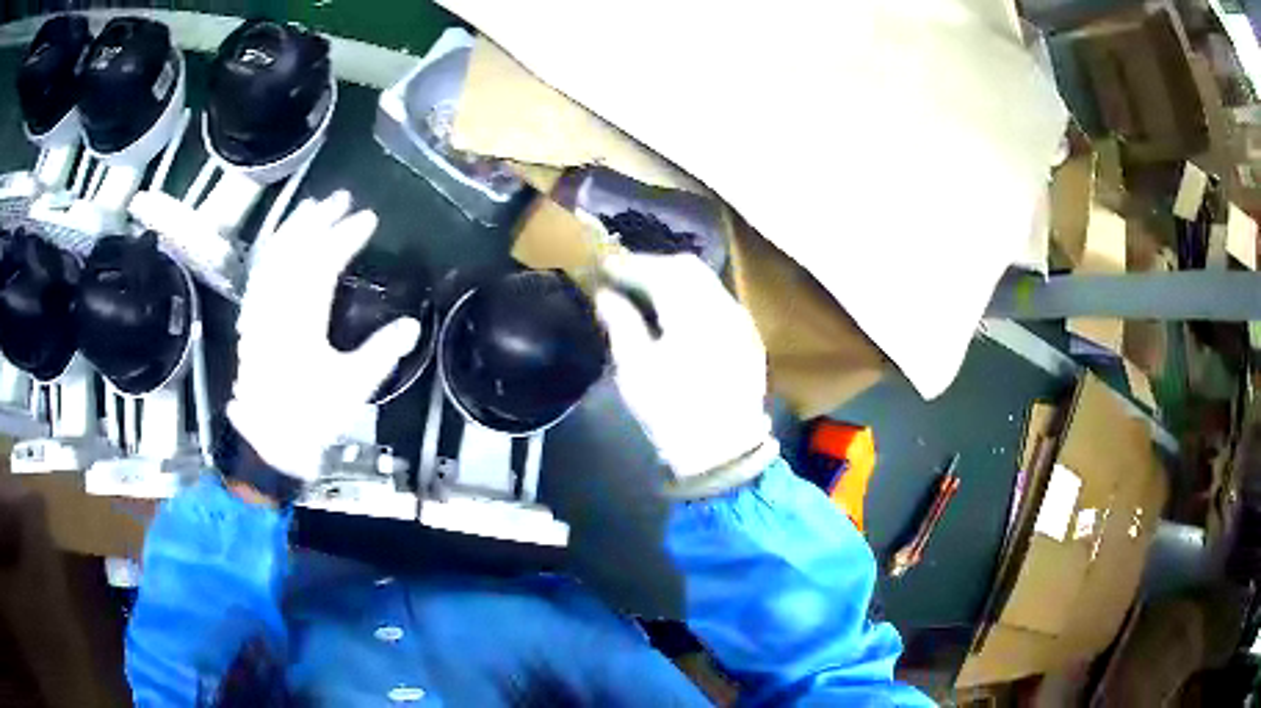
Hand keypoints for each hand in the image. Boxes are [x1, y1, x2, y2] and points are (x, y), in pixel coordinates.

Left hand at [227, 192, 419, 481]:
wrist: (267, 440)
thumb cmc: (311, 416)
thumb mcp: (353, 388)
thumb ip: (381, 353)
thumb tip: (411, 326)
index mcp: (301, 320)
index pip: (323, 262)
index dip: (346, 236)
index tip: (369, 219)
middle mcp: (276, 306)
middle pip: (294, 249)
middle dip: (319, 219)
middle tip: (341, 198)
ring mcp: (259, 311)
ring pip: (272, 256)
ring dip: (293, 227)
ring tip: (312, 206)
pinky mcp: (251, 319)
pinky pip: (260, 273)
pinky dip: (272, 250)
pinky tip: (281, 242)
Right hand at [595, 253, 777, 496]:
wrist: (723, 451)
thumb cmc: (671, 412)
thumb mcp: (635, 369)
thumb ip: (620, 322)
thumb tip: (605, 294)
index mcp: (693, 314)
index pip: (659, 271)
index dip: (629, 265)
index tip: (603, 266)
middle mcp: (723, 307)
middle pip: (688, 268)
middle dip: (653, 265)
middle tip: (622, 275)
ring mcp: (740, 322)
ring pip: (706, 282)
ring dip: (674, 279)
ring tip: (645, 291)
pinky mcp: (748, 337)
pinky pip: (718, 301)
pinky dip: (693, 296)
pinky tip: (676, 313)